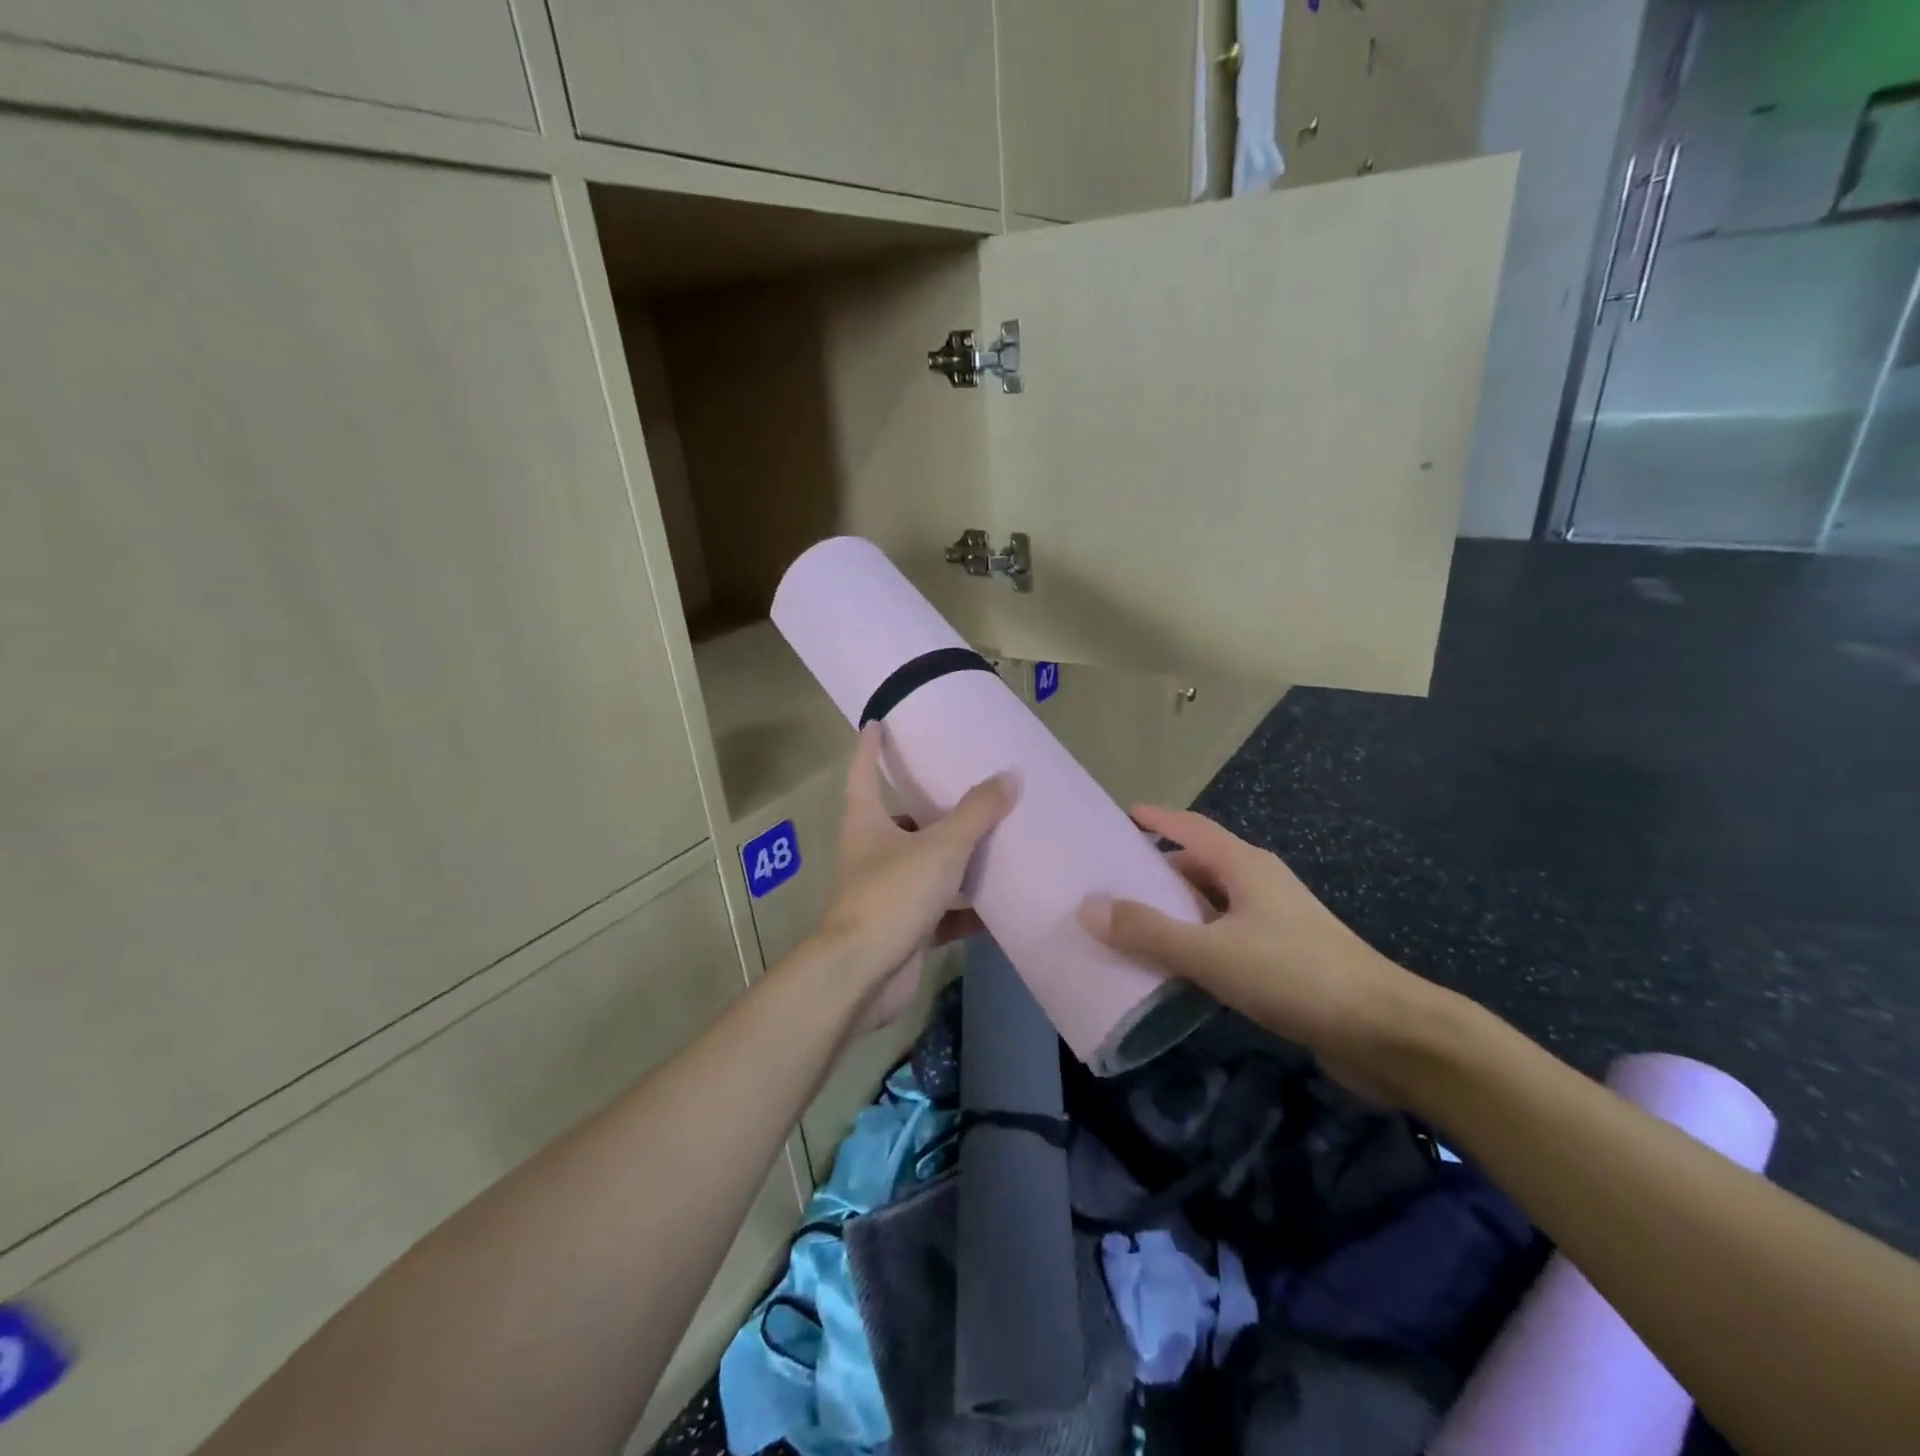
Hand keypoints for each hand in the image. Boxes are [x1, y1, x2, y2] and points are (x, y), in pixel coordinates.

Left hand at [813, 725, 1015, 1033]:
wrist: (864, 974)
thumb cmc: (893, 894)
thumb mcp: (941, 846)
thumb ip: (976, 813)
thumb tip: (1010, 776)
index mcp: (867, 822)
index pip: (864, 772)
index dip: (870, 746)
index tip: (876, 722)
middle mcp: (872, 853)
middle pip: (900, 821)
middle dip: (928, 808)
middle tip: (966, 789)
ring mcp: (886, 893)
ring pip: (925, 867)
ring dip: (955, 860)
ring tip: (995, 843)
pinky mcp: (903, 928)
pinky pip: (941, 911)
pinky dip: (966, 909)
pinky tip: (1000, 906)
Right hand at [1078, 807, 1446, 1101]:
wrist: (1386, 1032)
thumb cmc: (1295, 976)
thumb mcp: (1211, 952)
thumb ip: (1148, 931)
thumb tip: (1089, 906)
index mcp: (1244, 867)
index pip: (1190, 827)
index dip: (1155, 819)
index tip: (1119, 817)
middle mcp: (1260, 884)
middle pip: (1199, 865)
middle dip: (1157, 871)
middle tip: (1111, 884)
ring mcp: (1277, 922)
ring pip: (1213, 905)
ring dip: (1176, 912)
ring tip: (1132, 927)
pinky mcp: (1287, 958)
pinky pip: (1227, 937)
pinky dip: (1197, 943)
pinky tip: (1177, 969)